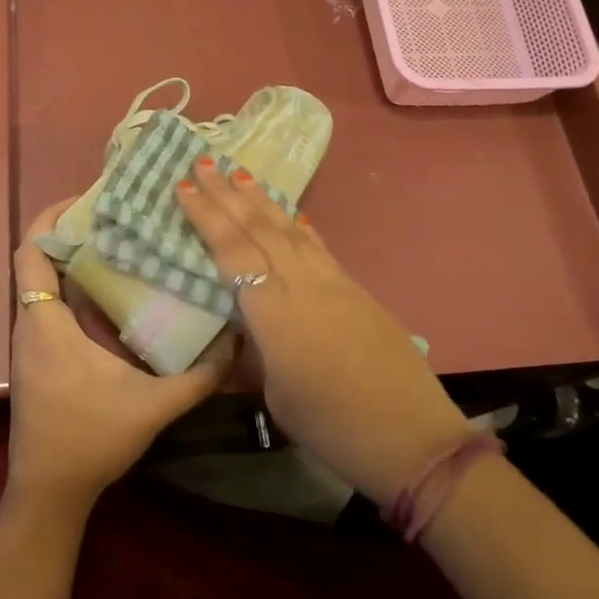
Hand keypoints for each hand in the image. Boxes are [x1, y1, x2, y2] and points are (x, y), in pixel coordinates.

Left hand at [7, 199, 232, 510]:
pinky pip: (49, 307)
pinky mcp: (38, 358)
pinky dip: (73, 291)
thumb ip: (199, 376)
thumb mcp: (153, 406)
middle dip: (71, 234)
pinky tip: (114, 296)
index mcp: (46, 321)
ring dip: (73, 262)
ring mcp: (30, 342)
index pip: (30, 252)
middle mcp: (31, 323)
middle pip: (38, 260)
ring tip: (120, 245)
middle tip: (117, 218)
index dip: (49, 219)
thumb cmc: (90, 439)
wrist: (49, 492)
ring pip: (44, 284)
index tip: (85, 201)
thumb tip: (237, 342)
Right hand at [176, 162, 469, 505]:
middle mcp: (302, 285)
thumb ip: (258, 352)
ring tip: (240, 173)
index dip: (206, 216)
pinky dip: (297, 225)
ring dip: (262, 200)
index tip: (185, 185)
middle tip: (204, 161)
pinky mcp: (356, 289)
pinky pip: (317, 246)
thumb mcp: (277, 396)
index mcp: (274, 314)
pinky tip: (290, 214)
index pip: (232, 252)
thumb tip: (246, 329)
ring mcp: (334, 283)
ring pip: (290, 230)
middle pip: (259, 229)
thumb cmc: (334, 428)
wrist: (412, 438)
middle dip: (228, 193)